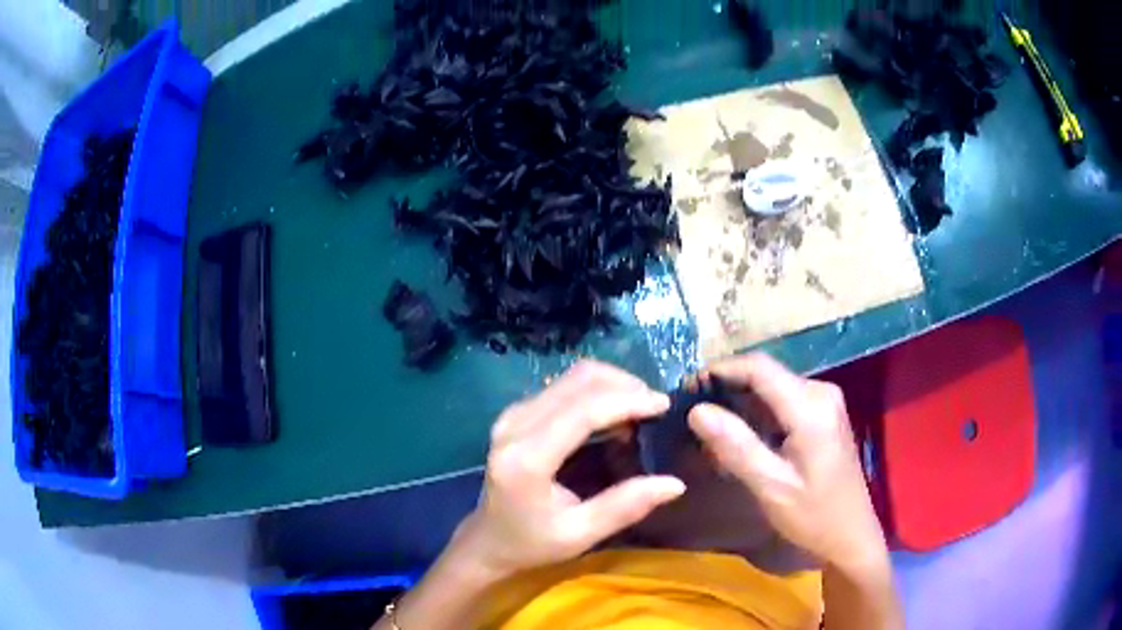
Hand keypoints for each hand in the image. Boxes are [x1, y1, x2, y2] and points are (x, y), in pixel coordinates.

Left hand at [454, 360, 685, 578]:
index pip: (582, 411)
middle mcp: (515, 425)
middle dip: (625, 386)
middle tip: (657, 407)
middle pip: (578, 381)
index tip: (665, 404)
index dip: (627, 401)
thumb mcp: (579, 535)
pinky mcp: (516, 411)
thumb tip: (674, 483)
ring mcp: (512, 414)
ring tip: (640, 409)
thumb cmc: (531, 543)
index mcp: (526, 459)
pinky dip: (596, 390)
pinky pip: (563, 386)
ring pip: (571, 377)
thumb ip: (624, 507)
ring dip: (612, 384)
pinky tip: (614, 412)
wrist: (487, 539)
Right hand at [687, 353, 886, 572]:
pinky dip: (758, 414)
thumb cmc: (813, 516)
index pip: (759, 368)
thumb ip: (735, 446)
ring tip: (709, 428)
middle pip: (766, 374)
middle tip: (692, 414)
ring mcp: (825, 402)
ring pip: (773, 388)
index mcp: (811, 407)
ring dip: (741, 403)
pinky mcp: (824, 415)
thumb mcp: (771, 486)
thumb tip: (696, 411)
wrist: (851, 536)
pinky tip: (740, 438)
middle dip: (728, 388)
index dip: (721, 369)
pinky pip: (784, 401)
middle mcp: (821, 393)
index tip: (686, 387)